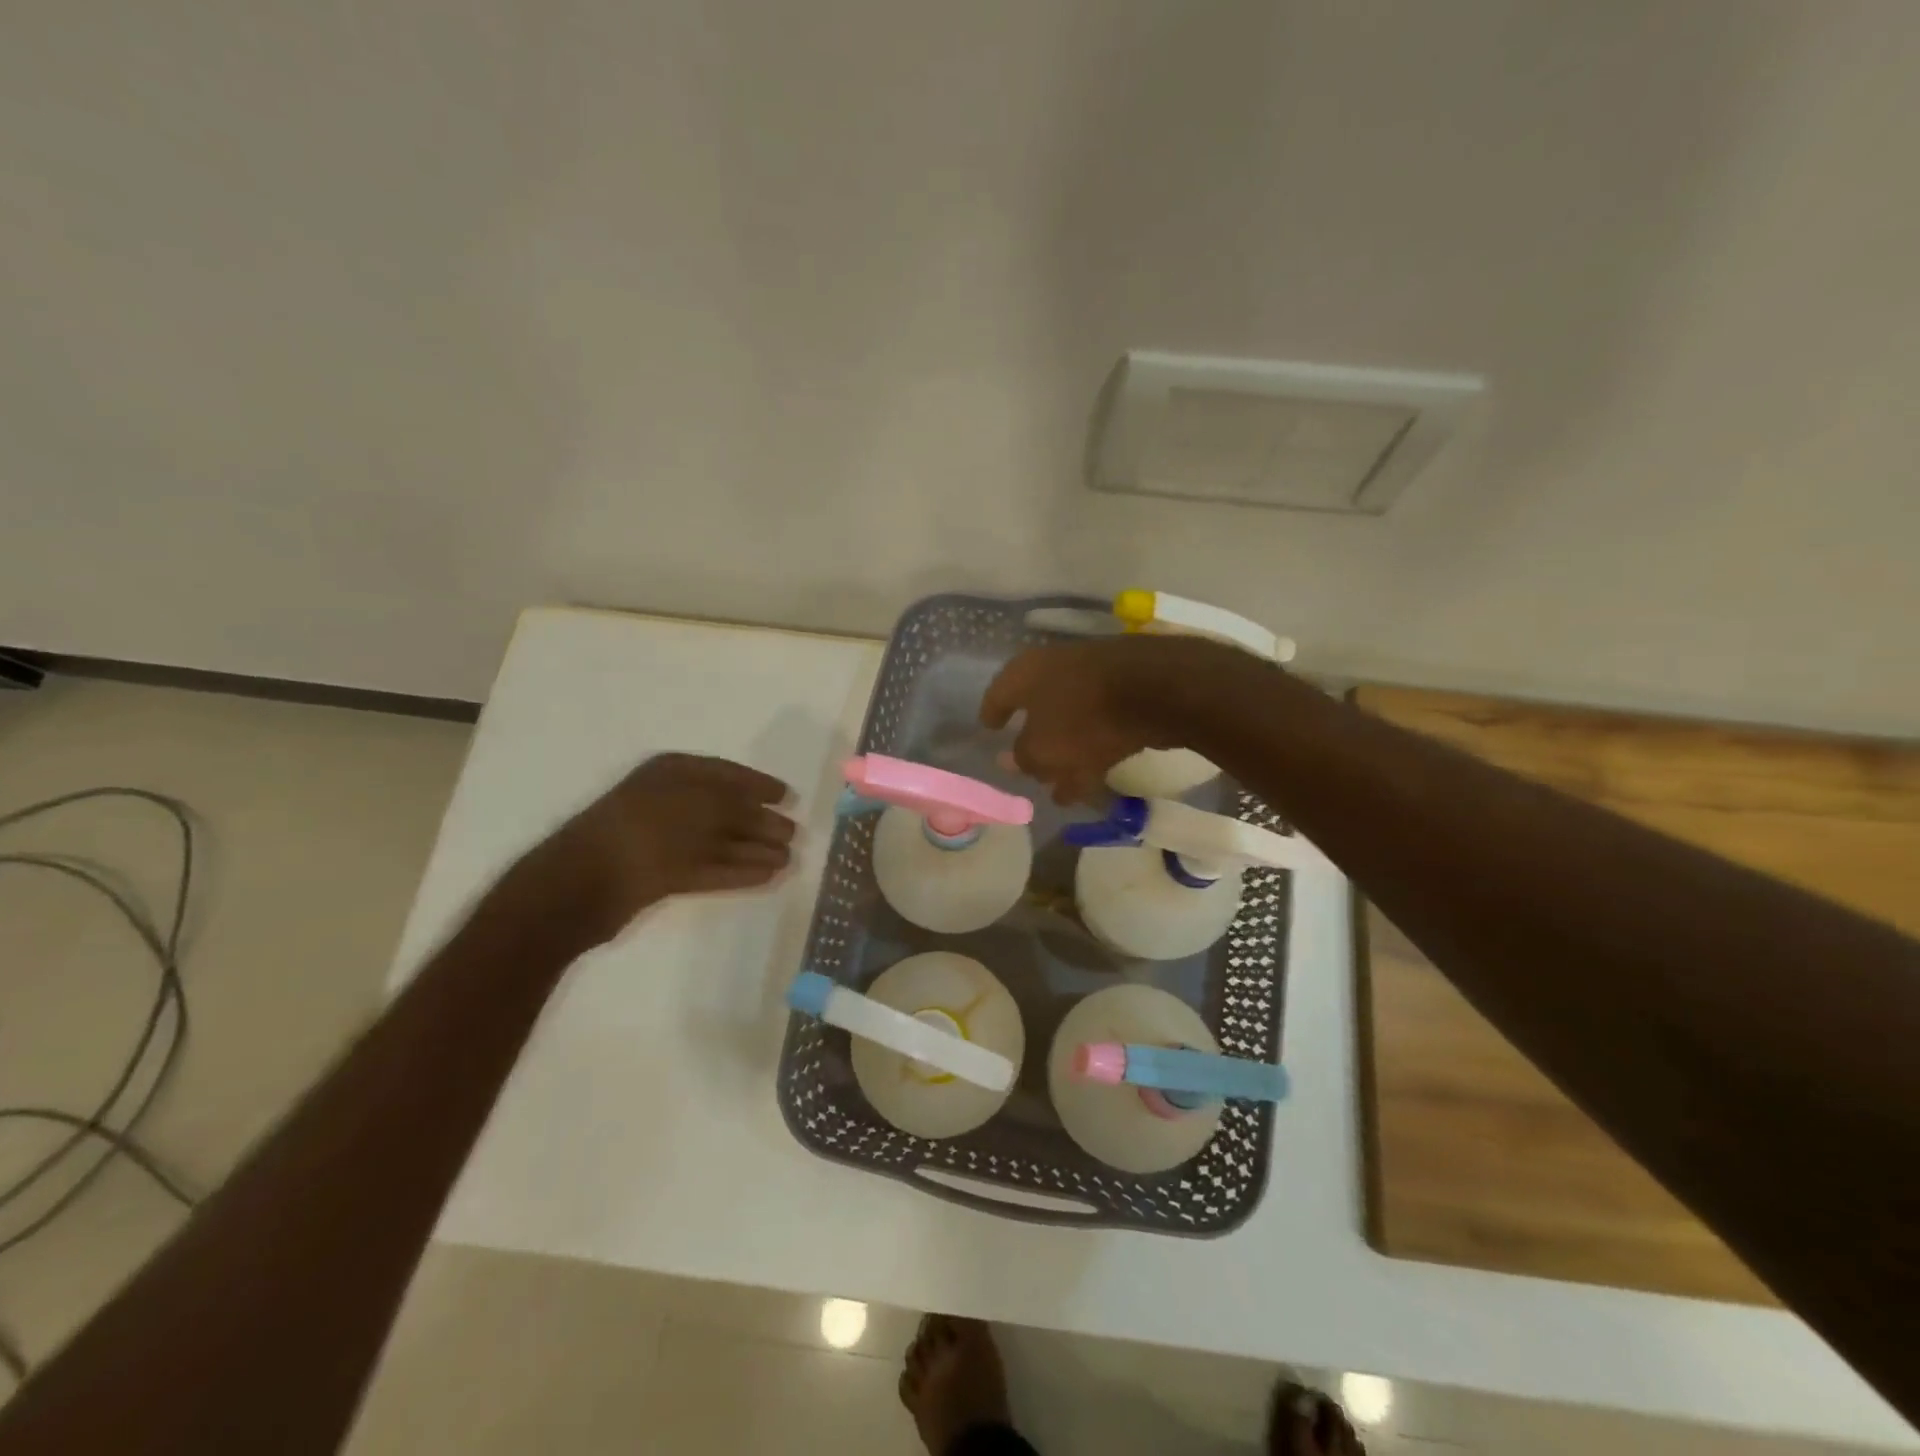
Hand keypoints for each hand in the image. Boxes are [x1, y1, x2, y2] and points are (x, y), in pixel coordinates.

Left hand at [517, 753, 796, 943]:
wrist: (580, 885)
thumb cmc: (643, 829)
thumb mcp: (699, 803)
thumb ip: (737, 805)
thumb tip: (772, 812)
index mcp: (673, 773)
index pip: (726, 773)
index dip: (758, 784)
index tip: (788, 796)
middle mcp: (671, 801)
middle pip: (726, 809)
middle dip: (761, 821)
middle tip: (794, 834)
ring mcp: (664, 840)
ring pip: (720, 841)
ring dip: (755, 849)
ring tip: (788, 860)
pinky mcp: (661, 876)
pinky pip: (710, 868)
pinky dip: (738, 871)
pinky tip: (765, 876)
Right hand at [980, 634, 1260, 804]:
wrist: (1159, 691)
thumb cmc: (1082, 716)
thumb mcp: (1042, 748)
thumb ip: (1024, 758)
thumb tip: (1013, 761)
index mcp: (1026, 673)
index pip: (999, 693)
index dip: (992, 713)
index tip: (988, 729)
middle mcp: (1057, 668)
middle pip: (1038, 710)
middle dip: (1034, 743)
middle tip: (1027, 770)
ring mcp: (1095, 678)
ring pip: (1071, 723)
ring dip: (1065, 756)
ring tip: (1061, 792)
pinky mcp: (1128, 693)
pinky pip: (1100, 728)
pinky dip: (1092, 752)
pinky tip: (1093, 782)